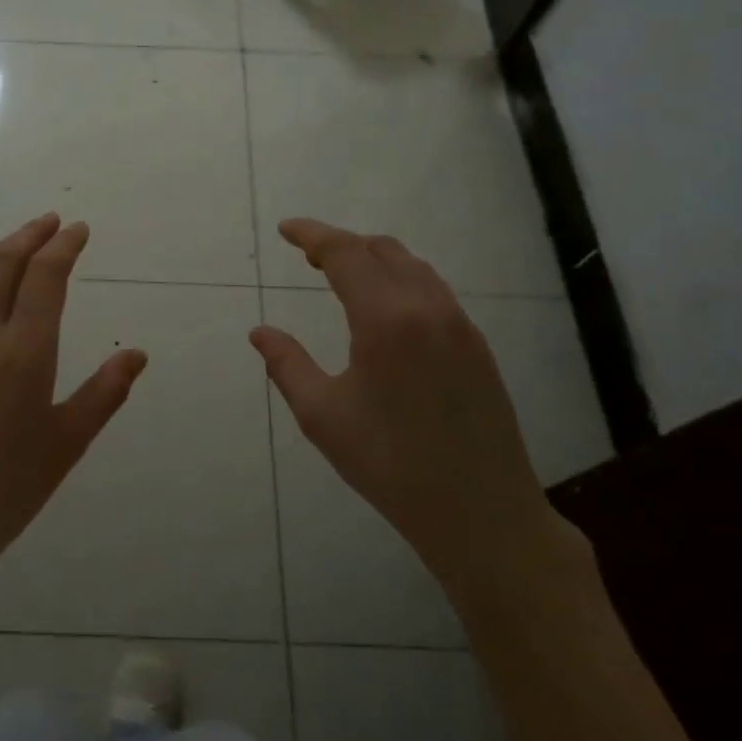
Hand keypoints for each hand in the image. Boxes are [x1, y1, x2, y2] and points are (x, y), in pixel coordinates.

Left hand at [0, 213, 147, 589]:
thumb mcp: (67, 443)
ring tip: (19, 238)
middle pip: (6, 265)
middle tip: (53, 223)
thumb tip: (136, 354)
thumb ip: (104, 393)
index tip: (79, 230)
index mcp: (25, 354)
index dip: (64, 247)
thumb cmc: (7, 489)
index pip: (46, 278)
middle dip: (32, 237)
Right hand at [249, 219, 567, 598]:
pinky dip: (401, 281)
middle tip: (308, 257)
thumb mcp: (322, 416)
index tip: (286, 229)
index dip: (312, 235)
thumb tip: (260, 332)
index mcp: (386, 319)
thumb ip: (287, 365)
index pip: (344, 254)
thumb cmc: (390, 464)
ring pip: (413, 267)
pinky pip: (434, 291)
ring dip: (374, 260)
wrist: (481, 511)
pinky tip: (386, 311)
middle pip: (382, 250)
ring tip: (342, 278)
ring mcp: (460, 325)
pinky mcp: (478, 347)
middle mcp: (428, 308)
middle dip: (342, 244)